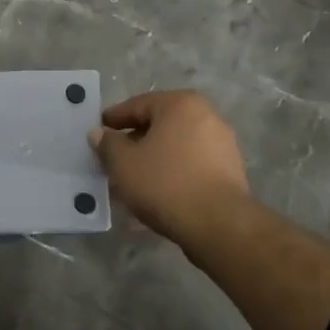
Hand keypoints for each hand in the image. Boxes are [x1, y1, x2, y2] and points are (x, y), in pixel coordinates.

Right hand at [89, 90, 250, 247]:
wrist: (218, 224)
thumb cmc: (165, 183)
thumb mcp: (123, 163)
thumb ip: (107, 144)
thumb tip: (99, 133)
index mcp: (180, 104)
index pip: (138, 105)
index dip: (114, 118)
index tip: (98, 130)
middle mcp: (206, 116)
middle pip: (159, 125)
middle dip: (134, 141)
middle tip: (113, 157)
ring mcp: (222, 144)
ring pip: (175, 146)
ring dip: (153, 158)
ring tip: (132, 178)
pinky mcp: (230, 171)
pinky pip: (191, 164)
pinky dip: (172, 171)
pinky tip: (156, 191)